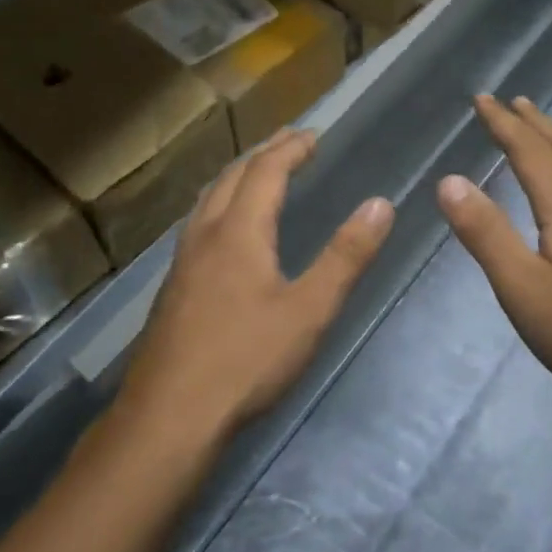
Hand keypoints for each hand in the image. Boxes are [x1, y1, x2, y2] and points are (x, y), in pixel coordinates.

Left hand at [121, 129, 394, 435]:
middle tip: (289, 141)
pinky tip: (224, 232)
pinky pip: (198, 225)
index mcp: (239, 232)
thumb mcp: (310, 310)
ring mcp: (182, 263)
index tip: (314, 135)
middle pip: (232, 178)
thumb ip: (346, 256)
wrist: (170, 416)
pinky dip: (221, 206)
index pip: (266, 172)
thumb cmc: (246, 360)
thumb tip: (381, 204)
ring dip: (237, 177)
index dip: (291, 149)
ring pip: (209, 201)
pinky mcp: (173, 290)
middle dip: (263, 154)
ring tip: (257, 173)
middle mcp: (205, 237)